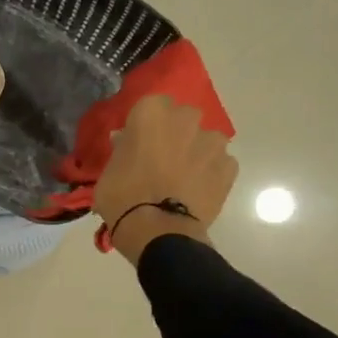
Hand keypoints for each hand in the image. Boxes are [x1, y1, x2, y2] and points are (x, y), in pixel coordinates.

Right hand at [95, 95, 238, 264]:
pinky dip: (210, 173)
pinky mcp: (229, 167)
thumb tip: (126, 141)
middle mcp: (186, 119)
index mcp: (151, 113)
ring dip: (195, 152)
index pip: (150, 106)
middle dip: (175, 133)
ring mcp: (212, 142)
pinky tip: (197, 191)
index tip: (138, 142)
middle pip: (182, 118)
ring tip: (182, 178)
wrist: (159, 231)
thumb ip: (122, 150)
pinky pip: (219, 163)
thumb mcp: (108, 172)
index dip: (145, 125)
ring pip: (204, 140)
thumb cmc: (122, 198)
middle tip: (161, 159)